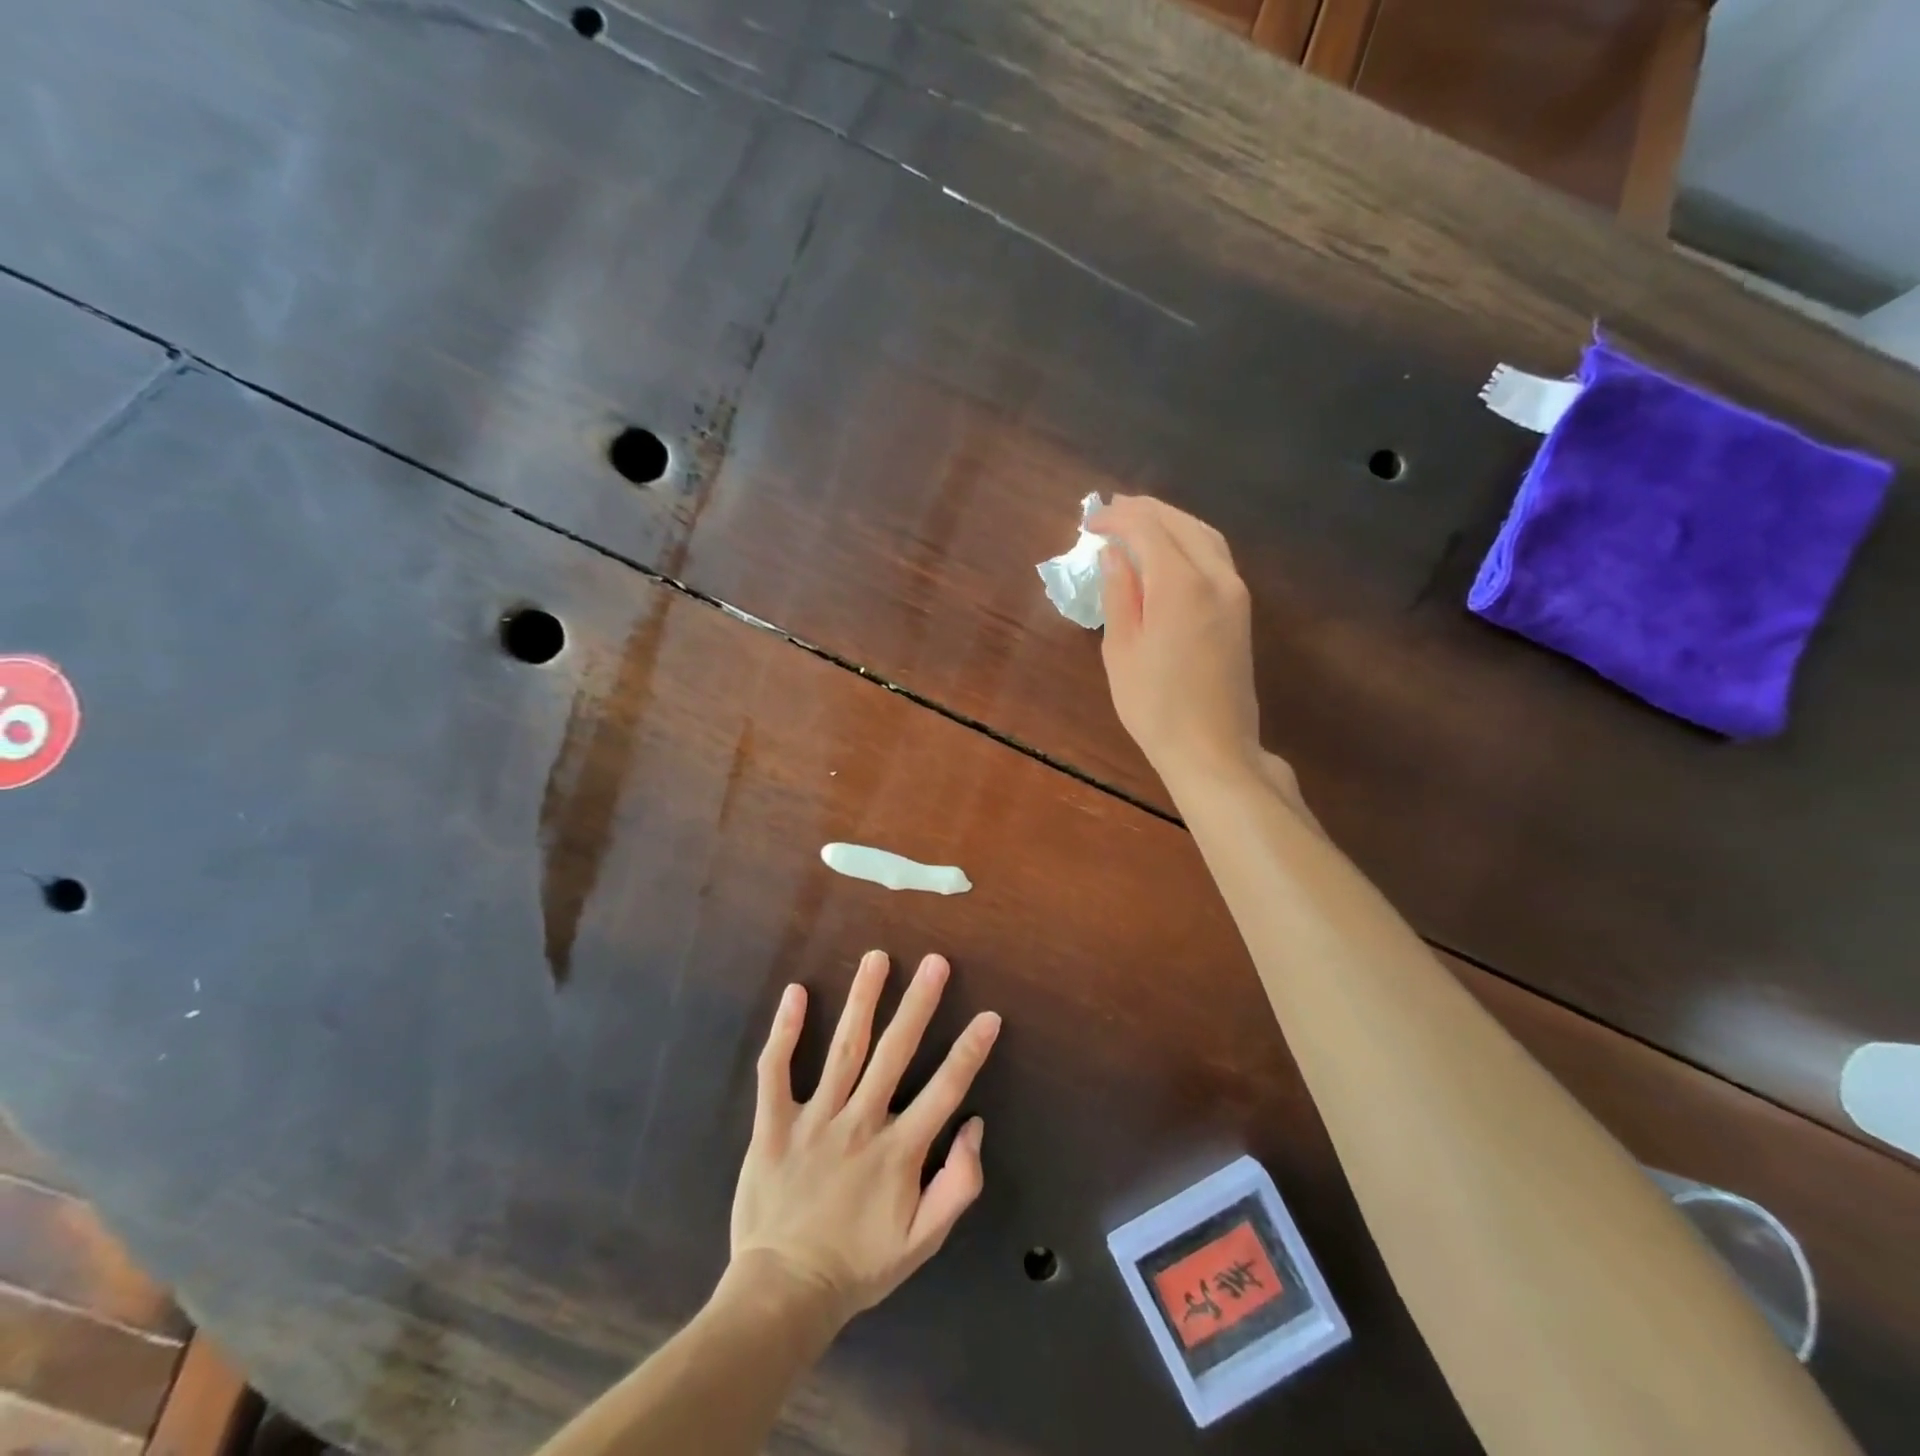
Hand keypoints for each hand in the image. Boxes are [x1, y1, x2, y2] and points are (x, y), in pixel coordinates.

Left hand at [730, 951, 1000, 1330]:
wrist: (784, 1293)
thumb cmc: (858, 1264)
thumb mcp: (922, 1240)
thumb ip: (958, 1184)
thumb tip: (974, 1125)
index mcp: (899, 1151)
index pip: (944, 1090)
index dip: (970, 1051)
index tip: (989, 1015)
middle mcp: (860, 1123)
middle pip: (894, 1053)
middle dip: (918, 1004)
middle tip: (935, 962)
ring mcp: (815, 1119)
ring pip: (843, 1048)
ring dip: (862, 1000)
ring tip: (876, 958)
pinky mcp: (774, 1124)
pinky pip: (776, 1071)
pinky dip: (784, 1031)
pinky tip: (794, 992)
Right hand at [1092, 495, 1261, 791]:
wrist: (1213, 749)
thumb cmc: (1154, 706)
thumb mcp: (1121, 650)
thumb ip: (1119, 594)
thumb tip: (1113, 555)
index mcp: (1181, 585)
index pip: (1148, 530)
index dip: (1117, 518)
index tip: (1089, 523)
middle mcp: (1216, 577)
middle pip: (1181, 524)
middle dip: (1145, 510)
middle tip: (1111, 509)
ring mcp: (1235, 593)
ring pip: (1204, 536)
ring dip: (1171, 521)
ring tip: (1138, 521)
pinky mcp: (1241, 610)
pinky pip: (1216, 556)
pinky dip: (1189, 541)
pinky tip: (1168, 551)